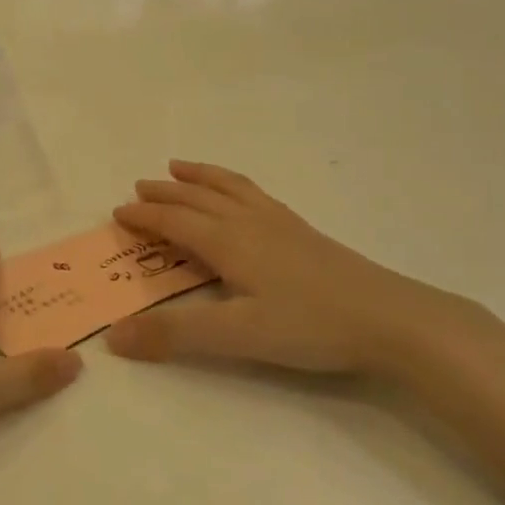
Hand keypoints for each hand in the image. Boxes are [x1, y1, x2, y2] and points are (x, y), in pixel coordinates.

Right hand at [106, 160, 470, 375]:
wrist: (391, 319)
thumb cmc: (310, 326)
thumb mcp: (237, 336)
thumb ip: (175, 334)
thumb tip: (113, 337)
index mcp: (228, 242)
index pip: (175, 221)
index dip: (144, 216)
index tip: (118, 213)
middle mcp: (249, 223)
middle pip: (198, 198)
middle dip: (165, 193)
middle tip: (139, 187)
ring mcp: (280, 223)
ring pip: (229, 188)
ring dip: (200, 177)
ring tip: (181, 167)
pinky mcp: (304, 233)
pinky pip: (256, 194)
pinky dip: (234, 185)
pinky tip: (243, 197)